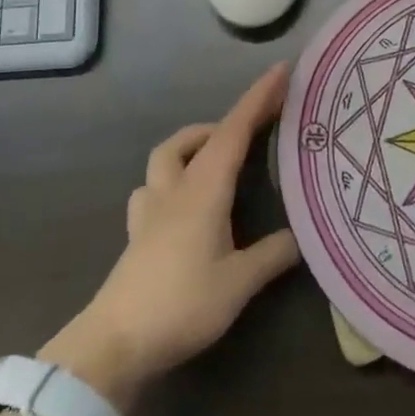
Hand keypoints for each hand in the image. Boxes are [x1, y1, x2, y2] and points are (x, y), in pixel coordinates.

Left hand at [40, 65, 301, 411]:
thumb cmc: (181, 304)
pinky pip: (152, 189)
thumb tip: (301, 236)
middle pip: (193, 138)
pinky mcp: (137, 235)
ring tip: (216, 160)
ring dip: (190, 147)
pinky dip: (171, 181)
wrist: (113, 344)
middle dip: (223, 123)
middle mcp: (175, 190)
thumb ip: (272, 255)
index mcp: (204, 190)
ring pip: (165, 159)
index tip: (280, 71)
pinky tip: (183, 203)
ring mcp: (149, 211)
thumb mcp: (239, 283)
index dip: (259, 98)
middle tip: (253, 131)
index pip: (234, 131)